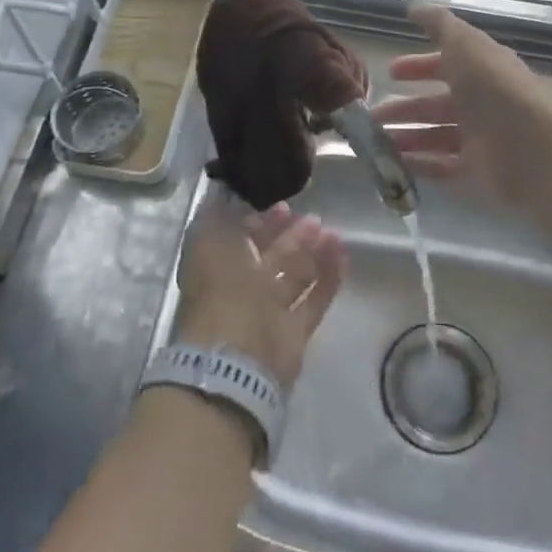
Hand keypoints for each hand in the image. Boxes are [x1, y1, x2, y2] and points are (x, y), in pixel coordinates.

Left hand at [173, 200, 345, 388]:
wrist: (235, 356)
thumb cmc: (220, 290)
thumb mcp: (208, 242)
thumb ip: (218, 217)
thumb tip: (225, 195)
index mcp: (218, 269)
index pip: (242, 240)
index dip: (261, 223)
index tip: (283, 206)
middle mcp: (243, 291)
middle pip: (272, 258)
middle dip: (292, 236)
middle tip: (314, 219)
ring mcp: (270, 314)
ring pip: (296, 277)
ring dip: (314, 253)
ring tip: (334, 234)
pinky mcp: (294, 334)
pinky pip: (315, 300)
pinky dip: (329, 278)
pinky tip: (343, 255)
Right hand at [371, 2, 551, 204]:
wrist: (531, 145)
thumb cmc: (493, 87)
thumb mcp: (463, 42)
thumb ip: (438, 23)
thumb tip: (413, 4)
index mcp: (481, 69)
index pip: (447, 64)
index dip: (419, 65)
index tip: (390, 72)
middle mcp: (481, 102)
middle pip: (437, 104)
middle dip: (405, 107)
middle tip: (374, 114)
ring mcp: (480, 138)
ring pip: (435, 135)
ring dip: (406, 136)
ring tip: (375, 142)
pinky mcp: (477, 170)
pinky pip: (442, 166)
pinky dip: (419, 163)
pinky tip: (393, 163)